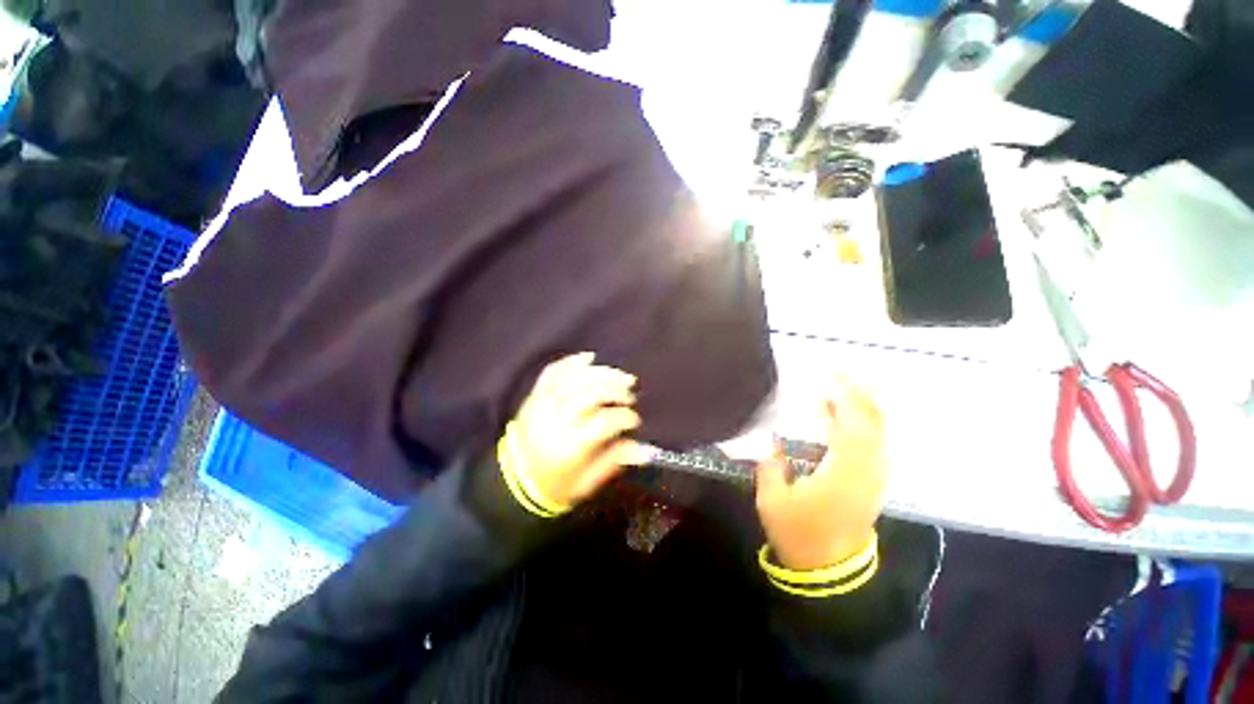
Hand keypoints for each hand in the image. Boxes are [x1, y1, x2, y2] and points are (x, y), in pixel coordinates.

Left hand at [505, 352, 652, 508]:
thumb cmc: (555, 486)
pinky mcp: (534, 396)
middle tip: (631, 392)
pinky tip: (589, 359)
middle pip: (591, 392)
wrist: (513, 483)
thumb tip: (645, 448)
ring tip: (618, 375)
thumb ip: (614, 461)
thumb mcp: (586, 482)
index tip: (635, 420)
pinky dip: (571, 362)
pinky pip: (552, 372)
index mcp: (571, 446)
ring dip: (600, 373)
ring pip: (575, 378)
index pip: (605, 421)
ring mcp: (543, 405)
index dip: (626, 416)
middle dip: (616, 388)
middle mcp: (556, 421)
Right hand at [755, 380, 887, 570]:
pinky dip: (869, 428)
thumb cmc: (797, 533)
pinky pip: (877, 448)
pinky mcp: (872, 486)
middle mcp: (864, 473)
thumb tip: (770, 440)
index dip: (845, 403)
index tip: (834, 380)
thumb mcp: (772, 500)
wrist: (827, 569)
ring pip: (879, 438)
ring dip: (867, 411)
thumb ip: (770, 465)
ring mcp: (872, 480)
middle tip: (846, 376)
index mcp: (840, 475)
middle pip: (872, 429)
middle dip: (861, 399)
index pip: (850, 430)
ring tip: (851, 390)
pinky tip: (853, 420)